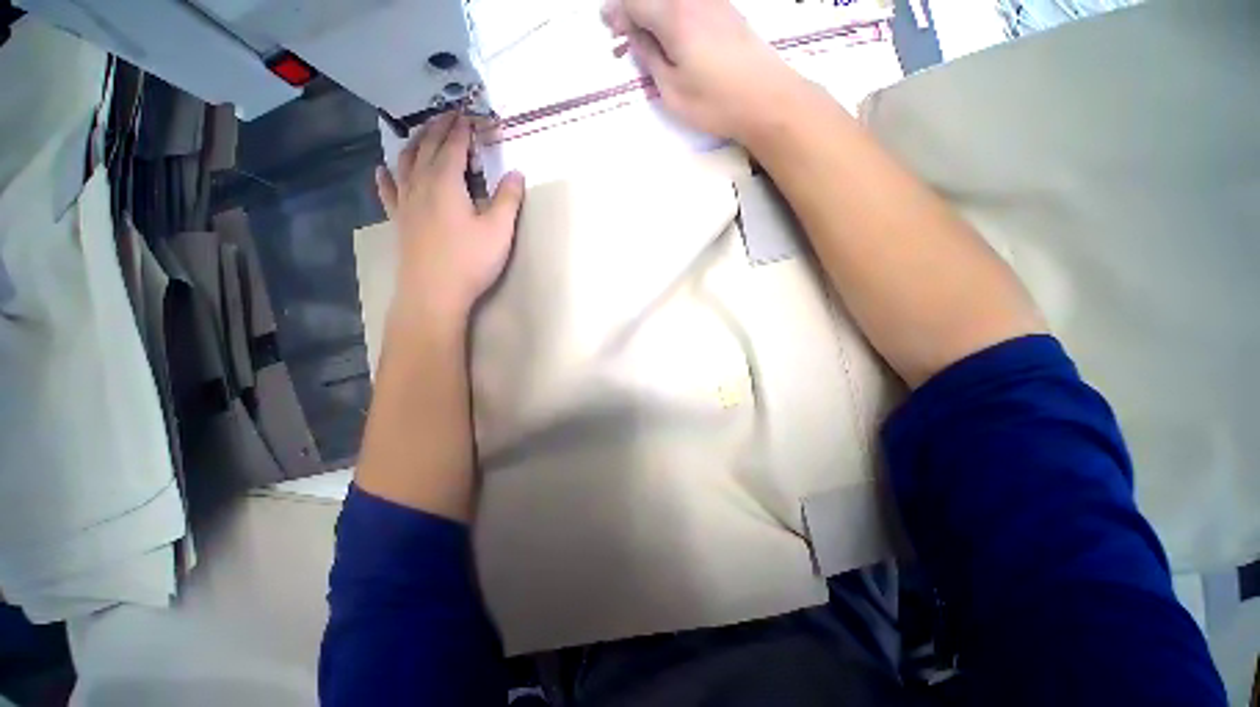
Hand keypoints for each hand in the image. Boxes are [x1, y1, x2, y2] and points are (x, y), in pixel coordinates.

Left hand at [376, 111, 524, 332]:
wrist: (433, 293)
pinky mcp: (398, 220)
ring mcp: (405, 202)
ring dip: (414, 143)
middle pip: (426, 147)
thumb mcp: (499, 231)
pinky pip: (388, 190)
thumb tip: (516, 173)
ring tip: (422, 134)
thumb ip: (508, 199)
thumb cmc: (469, 261)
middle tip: (449, 116)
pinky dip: (386, 176)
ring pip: (405, 162)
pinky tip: (382, 169)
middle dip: (439, 128)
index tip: (471, 115)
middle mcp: (420, 184)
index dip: (463, 128)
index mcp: (445, 182)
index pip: (453, 145)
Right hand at [601, 0, 806, 143]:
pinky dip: (672, 11)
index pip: (633, 1)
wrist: (766, 99)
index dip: (617, 12)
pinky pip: (688, 2)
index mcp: (672, 16)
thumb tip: (636, 36)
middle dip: (633, 8)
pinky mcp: (726, 9)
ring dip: (653, 9)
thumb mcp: (671, 90)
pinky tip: (670, 29)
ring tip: (645, 31)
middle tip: (622, 27)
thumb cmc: (715, 102)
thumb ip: (649, 58)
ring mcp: (712, 0)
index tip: (608, 25)